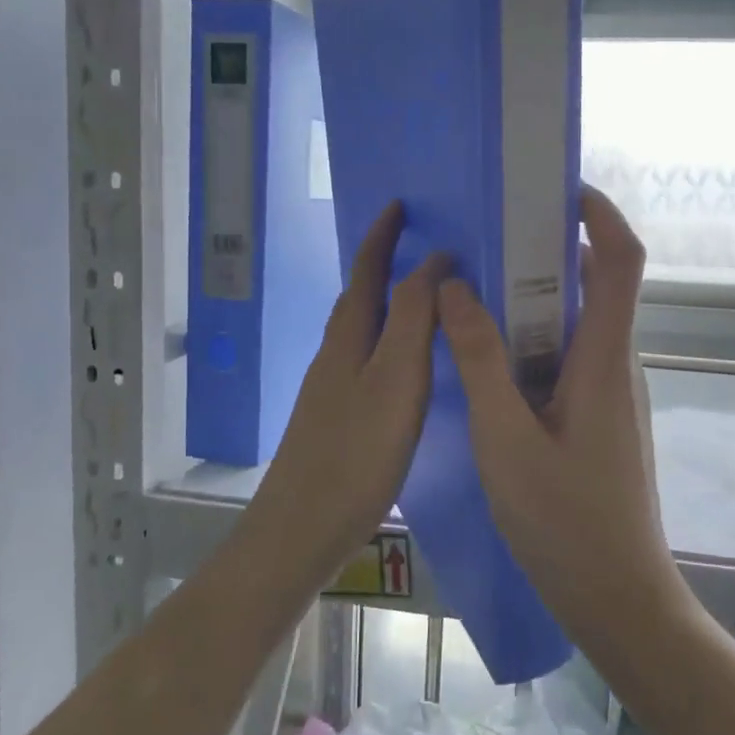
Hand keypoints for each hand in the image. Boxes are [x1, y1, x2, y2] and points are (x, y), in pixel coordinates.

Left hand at [256, 201, 446, 569]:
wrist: (300, 530)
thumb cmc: (355, 454)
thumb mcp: (394, 380)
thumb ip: (413, 320)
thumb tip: (433, 262)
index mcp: (348, 337)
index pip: (367, 270)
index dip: (382, 235)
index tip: (402, 204)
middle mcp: (336, 353)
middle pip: (361, 295)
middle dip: (385, 262)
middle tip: (425, 245)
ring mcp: (333, 386)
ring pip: (364, 328)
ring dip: (390, 301)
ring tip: (427, 295)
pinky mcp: (339, 416)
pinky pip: (369, 359)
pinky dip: (391, 341)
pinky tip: (410, 364)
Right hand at [436, 187, 681, 629]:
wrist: (619, 599)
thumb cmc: (565, 523)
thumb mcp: (506, 440)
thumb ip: (480, 362)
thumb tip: (456, 289)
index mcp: (604, 358)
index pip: (621, 260)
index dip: (600, 213)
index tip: (557, 188)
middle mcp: (615, 364)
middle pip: (595, 283)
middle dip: (548, 250)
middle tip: (486, 239)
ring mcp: (610, 392)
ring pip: (576, 324)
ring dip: (533, 299)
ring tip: (475, 291)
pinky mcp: (598, 417)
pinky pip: (567, 357)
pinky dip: (532, 341)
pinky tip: (488, 360)